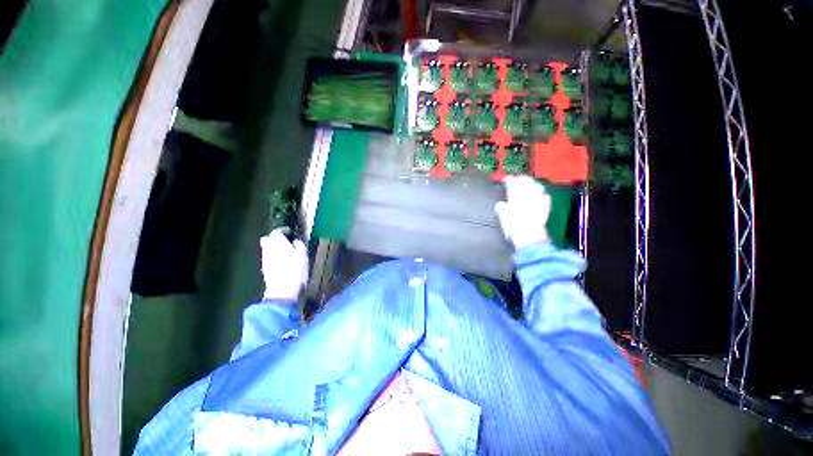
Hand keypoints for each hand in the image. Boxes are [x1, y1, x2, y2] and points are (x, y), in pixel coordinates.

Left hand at [260, 228, 308, 300]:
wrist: (283, 289)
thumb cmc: (296, 269)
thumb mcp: (303, 255)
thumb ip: (299, 245)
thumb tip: (295, 241)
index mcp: (278, 243)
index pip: (276, 231)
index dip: (282, 230)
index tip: (289, 232)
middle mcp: (268, 249)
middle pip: (266, 239)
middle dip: (274, 238)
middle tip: (284, 240)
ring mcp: (265, 259)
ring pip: (266, 249)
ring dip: (273, 248)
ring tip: (285, 252)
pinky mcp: (265, 269)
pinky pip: (268, 258)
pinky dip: (273, 257)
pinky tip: (282, 261)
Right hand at [495, 175, 550, 249]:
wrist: (528, 235)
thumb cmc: (513, 225)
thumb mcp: (502, 215)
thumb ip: (501, 207)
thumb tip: (501, 204)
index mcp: (515, 195)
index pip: (512, 182)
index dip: (508, 179)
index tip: (505, 179)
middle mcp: (528, 195)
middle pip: (525, 181)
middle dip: (521, 179)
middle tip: (517, 178)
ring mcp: (538, 199)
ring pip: (537, 186)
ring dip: (532, 183)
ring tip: (530, 183)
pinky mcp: (545, 206)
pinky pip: (545, 196)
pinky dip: (542, 193)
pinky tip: (541, 194)